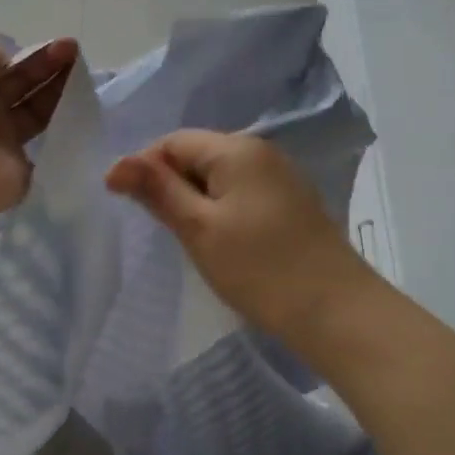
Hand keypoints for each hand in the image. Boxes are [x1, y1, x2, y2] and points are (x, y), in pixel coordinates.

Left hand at [0, 36, 78, 228]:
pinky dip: (64, 134)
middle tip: (77, 55)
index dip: (30, 52)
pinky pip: (45, 149)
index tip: (63, 45)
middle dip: (48, 67)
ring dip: (58, 94)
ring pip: (34, 113)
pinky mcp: (16, 171)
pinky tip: (85, 114)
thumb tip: (10, 62)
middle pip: (20, 84)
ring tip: (84, 80)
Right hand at [106, 129, 370, 343]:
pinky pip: (242, 192)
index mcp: (236, 149)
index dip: (145, 168)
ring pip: (219, 176)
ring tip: (190, 238)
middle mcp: (260, 151)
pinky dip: (222, 210)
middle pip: (197, 155)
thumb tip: (116, 164)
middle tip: (163, 228)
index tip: (129, 206)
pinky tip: (223, 242)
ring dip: (196, 200)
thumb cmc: (260, 268)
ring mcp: (281, 176)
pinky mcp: (292, 202)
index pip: (173, 142)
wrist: (338, 312)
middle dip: (172, 185)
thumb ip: (157, 190)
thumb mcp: (198, 228)